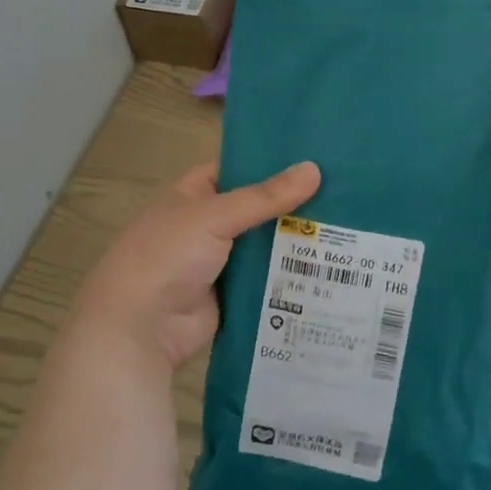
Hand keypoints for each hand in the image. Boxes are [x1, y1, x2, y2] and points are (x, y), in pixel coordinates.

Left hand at [69, 160, 321, 369]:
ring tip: (350, 228)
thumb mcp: (214, 216)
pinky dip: (292, 274)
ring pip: (266, 245)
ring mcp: (219, 262)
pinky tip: (333, 267)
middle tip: (346, 193)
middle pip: (257, 209)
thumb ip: (265, 196)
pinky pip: (267, 279)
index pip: (236, 170)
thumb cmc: (167, 257)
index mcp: (191, 196)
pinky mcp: (233, 295)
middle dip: (293, 204)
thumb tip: (314, 169)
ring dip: (297, 240)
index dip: (270, 164)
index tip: (314, 158)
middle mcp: (206, 225)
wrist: (140, 330)